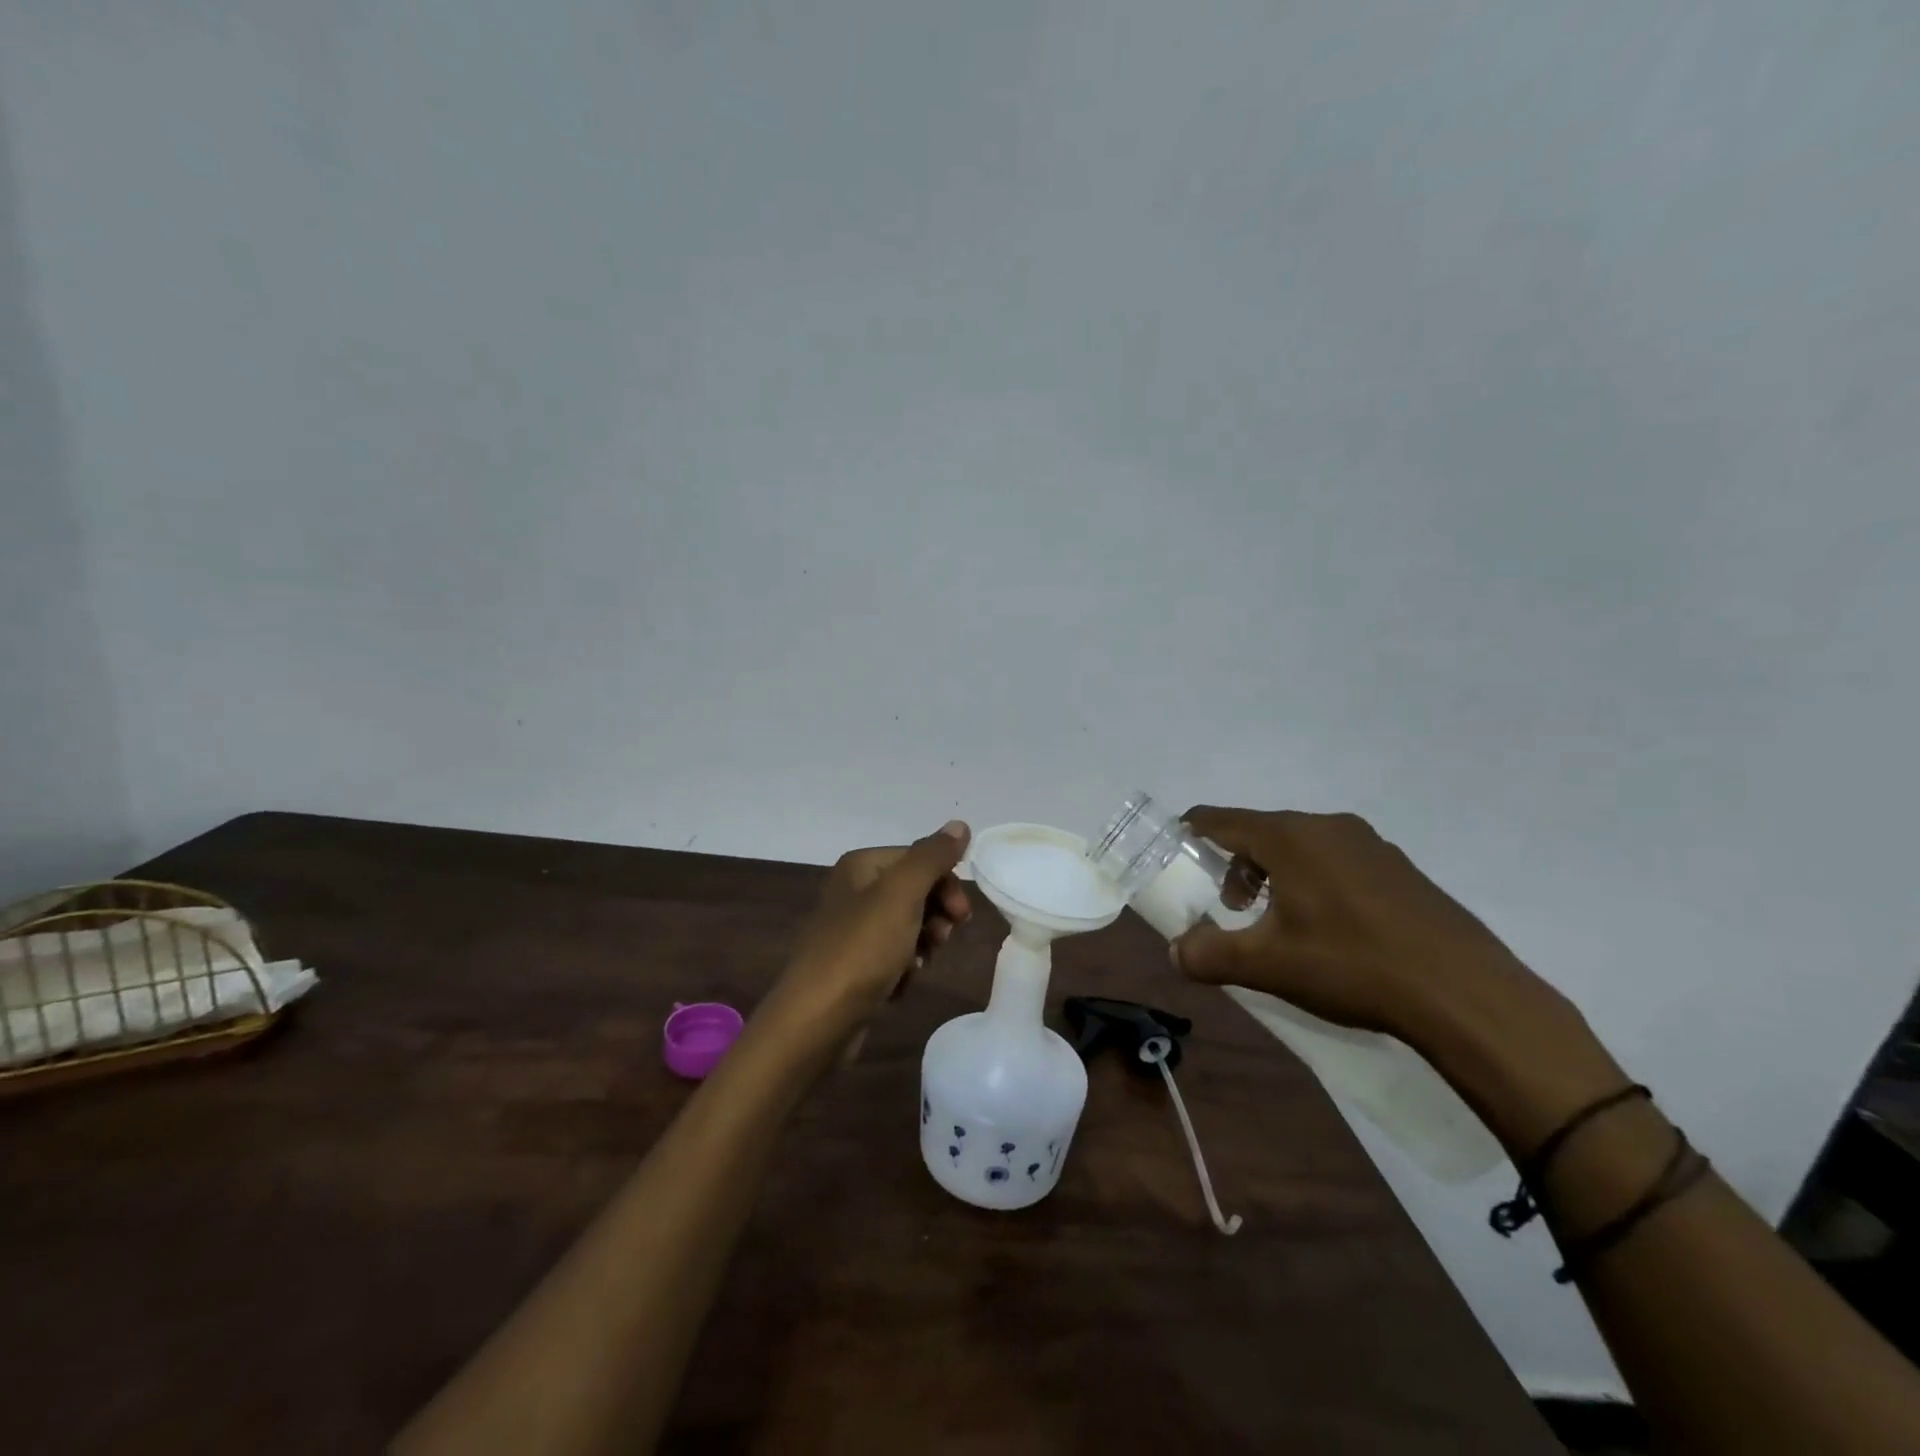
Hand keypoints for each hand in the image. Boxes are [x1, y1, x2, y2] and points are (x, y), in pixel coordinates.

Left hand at [757, 821, 972, 1055]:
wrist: (816, 1021)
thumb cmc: (861, 949)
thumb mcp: (902, 894)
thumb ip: (932, 857)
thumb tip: (960, 824)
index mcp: (861, 866)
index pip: (919, 858)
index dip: (946, 883)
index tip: (961, 916)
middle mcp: (853, 891)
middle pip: (915, 892)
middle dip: (936, 915)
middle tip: (942, 939)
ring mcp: (852, 931)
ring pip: (909, 926)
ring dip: (922, 945)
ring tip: (916, 966)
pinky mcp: (854, 966)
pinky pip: (893, 957)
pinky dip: (904, 969)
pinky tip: (900, 985)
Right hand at [1169, 807, 1563, 1051]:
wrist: (1467, 994)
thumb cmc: (1352, 966)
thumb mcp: (1268, 965)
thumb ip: (1209, 955)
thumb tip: (1177, 953)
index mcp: (1289, 837)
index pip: (1220, 819)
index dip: (1190, 832)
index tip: (1173, 854)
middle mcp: (1327, 826)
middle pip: (1260, 832)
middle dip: (1235, 866)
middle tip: (1232, 910)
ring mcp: (1370, 844)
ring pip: (1300, 846)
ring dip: (1274, 875)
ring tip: (1280, 924)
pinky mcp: (1399, 868)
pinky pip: (1336, 860)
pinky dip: (1313, 881)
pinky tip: (1331, 930)